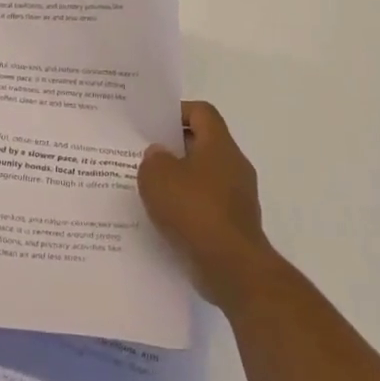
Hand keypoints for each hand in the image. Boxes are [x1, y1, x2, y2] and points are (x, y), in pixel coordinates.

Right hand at [138, 101, 279, 308]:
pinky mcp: (233, 224)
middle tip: (143, 154)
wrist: (232, 269)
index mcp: (220, 146)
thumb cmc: (194, 210)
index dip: (177, 111)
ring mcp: (237, 198)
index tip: (153, 124)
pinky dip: (186, 206)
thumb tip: (159, 155)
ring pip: (202, 176)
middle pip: (202, 143)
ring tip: (148, 187)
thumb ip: (153, 158)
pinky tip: (163, 216)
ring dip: (178, 179)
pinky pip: (205, 204)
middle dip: (173, 147)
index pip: (202, 112)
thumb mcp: (157, 175)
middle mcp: (234, 167)